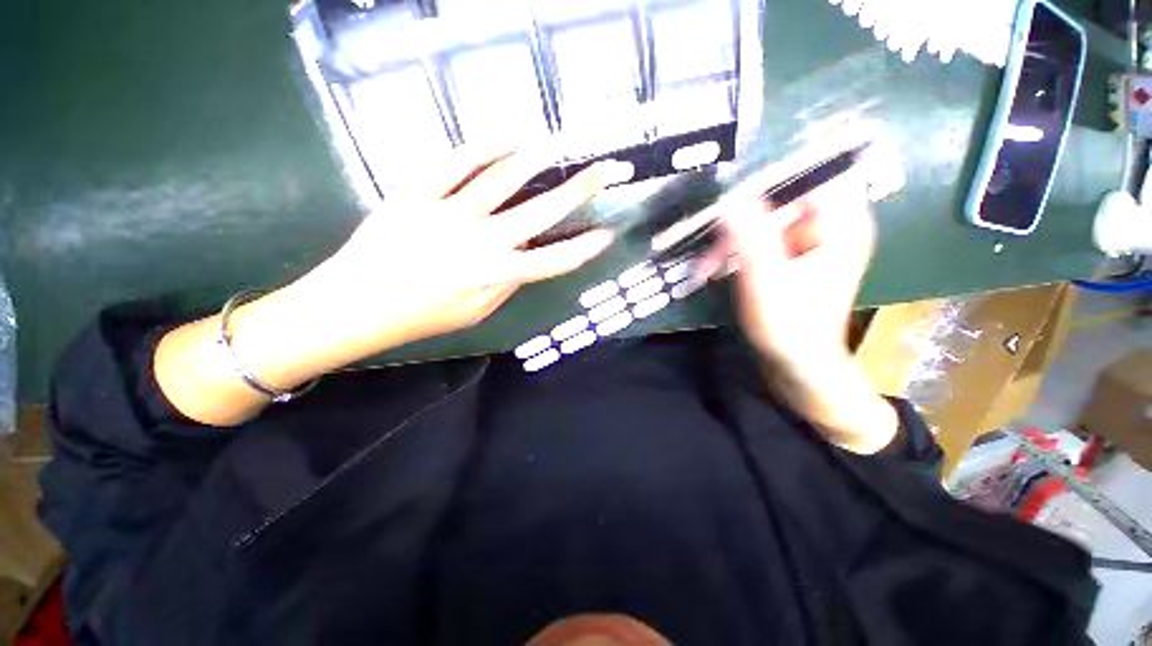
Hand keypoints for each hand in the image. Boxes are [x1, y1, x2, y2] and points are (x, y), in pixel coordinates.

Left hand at [293, 143, 622, 354]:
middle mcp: (480, 242)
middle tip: (604, 170)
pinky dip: (483, 147)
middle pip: (540, 212)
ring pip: (501, 178)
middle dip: (579, 190)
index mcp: (496, 276)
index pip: (554, 261)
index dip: (585, 248)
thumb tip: (530, 257)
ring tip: (557, 143)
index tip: (606, 232)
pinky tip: (505, 138)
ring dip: (535, 158)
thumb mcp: (477, 312)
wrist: (357, 305)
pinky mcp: (417, 194)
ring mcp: (448, 213)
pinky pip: (454, 163)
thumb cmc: (423, 316)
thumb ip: (509, 283)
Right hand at [697, 167, 896, 453]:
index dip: (775, 173)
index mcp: (841, 224)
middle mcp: (830, 225)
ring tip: (705, 266)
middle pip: (782, 199)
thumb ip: (750, 235)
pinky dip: (735, 252)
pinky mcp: (791, 257)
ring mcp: (809, 242)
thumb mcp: (766, 279)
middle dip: (740, 220)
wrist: (797, 364)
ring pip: (764, 221)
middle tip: (709, 241)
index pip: (814, 173)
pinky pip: (759, 240)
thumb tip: (732, 194)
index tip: (735, 188)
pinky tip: (713, 269)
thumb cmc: (789, 326)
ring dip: (731, 241)